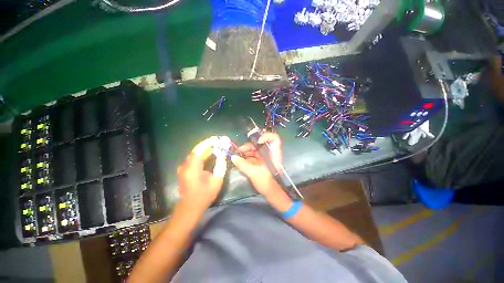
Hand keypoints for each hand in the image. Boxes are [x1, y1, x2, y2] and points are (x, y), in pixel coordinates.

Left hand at [177, 137, 225, 213]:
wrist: (190, 208)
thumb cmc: (204, 195)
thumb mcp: (216, 180)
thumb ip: (220, 165)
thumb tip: (223, 154)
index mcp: (192, 168)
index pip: (199, 150)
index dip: (208, 143)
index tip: (217, 138)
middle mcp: (185, 165)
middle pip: (197, 151)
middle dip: (208, 145)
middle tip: (219, 141)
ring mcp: (184, 168)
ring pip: (195, 154)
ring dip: (206, 149)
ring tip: (217, 146)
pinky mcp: (185, 170)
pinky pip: (194, 159)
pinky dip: (202, 155)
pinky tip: (210, 153)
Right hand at [231, 132, 282, 195]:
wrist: (271, 193)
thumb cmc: (267, 182)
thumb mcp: (254, 173)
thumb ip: (243, 164)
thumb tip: (233, 157)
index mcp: (273, 154)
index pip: (274, 138)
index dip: (266, 136)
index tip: (257, 141)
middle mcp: (270, 153)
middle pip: (261, 143)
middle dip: (250, 145)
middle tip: (240, 150)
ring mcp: (266, 158)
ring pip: (256, 149)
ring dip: (246, 150)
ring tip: (238, 154)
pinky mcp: (261, 162)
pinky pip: (254, 155)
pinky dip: (247, 156)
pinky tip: (240, 159)